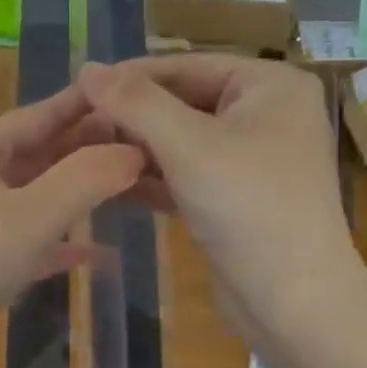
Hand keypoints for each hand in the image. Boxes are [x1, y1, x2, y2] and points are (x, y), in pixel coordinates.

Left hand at [0, 84, 145, 361]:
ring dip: (74, 196)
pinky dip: (57, 245)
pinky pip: (25, 243)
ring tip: (123, 191)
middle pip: (35, 156)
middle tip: (138, 147)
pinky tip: (93, 254)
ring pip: (31, 200)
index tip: (126, 94)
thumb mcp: (32, 215)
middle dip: (84, 152)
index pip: (36, 116)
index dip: (82, 106)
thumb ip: (86, 178)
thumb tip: (134, 151)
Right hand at [78, 54, 359, 341]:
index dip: (129, 77)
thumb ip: (135, 104)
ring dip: (135, 149)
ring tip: (82, 155)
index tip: (75, 89)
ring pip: (181, 142)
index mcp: (269, 85)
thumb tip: (86, 67)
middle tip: (74, 129)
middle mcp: (264, 114)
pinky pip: (186, 174)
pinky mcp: (235, 198)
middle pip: (183, 102)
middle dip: (130, 117)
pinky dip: (152, 178)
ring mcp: (251, 159)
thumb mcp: (189, 146)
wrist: (292, 301)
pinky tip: (109, 183)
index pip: (186, 66)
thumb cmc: (249, 208)